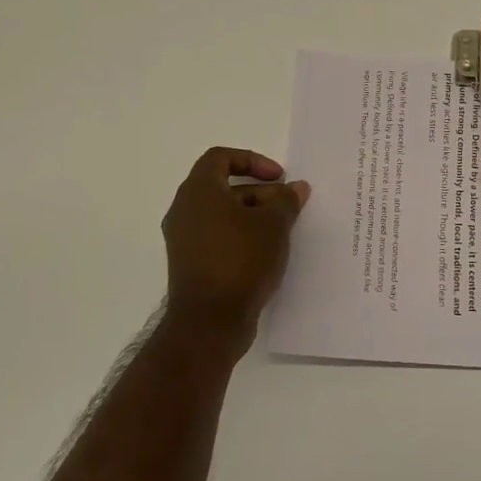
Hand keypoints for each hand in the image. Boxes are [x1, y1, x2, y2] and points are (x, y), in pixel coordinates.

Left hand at [161, 147, 309, 353]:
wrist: (209, 322)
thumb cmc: (241, 261)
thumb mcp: (274, 225)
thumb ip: (286, 201)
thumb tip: (296, 188)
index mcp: (199, 191)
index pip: (221, 157)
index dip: (252, 161)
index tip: (278, 178)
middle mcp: (184, 210)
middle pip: (223, 187)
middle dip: (260, 192)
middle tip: (288, 206)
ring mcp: (184, 239)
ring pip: (221, 214)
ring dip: (253, 215)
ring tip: (283, 230)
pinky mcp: (190, 264)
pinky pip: (217, 237)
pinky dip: (241, 236)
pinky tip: (267, 253)